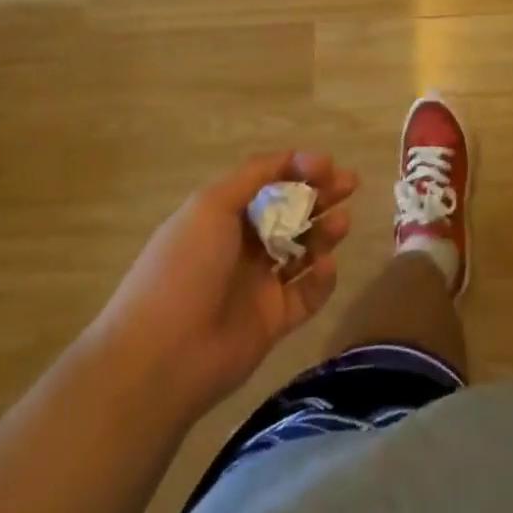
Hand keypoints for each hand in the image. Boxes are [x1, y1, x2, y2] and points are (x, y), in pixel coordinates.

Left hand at [98, 150, 356, 415]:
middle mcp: (242, 245)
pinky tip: (325, 266)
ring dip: (324, 232)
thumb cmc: (185, 267)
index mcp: (223, 215)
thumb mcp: (212, 205)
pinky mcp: (272, 321)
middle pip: (290, 212)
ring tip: (342, 222)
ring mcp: (258, 284)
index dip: (298, 169)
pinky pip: (306, 294)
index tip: (327, 165)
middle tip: (350, 184)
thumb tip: (294, 156)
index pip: (269, 183)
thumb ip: (254, 175)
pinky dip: (320, 279)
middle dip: (320, 195)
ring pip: (302, 249)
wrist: (161, 356)